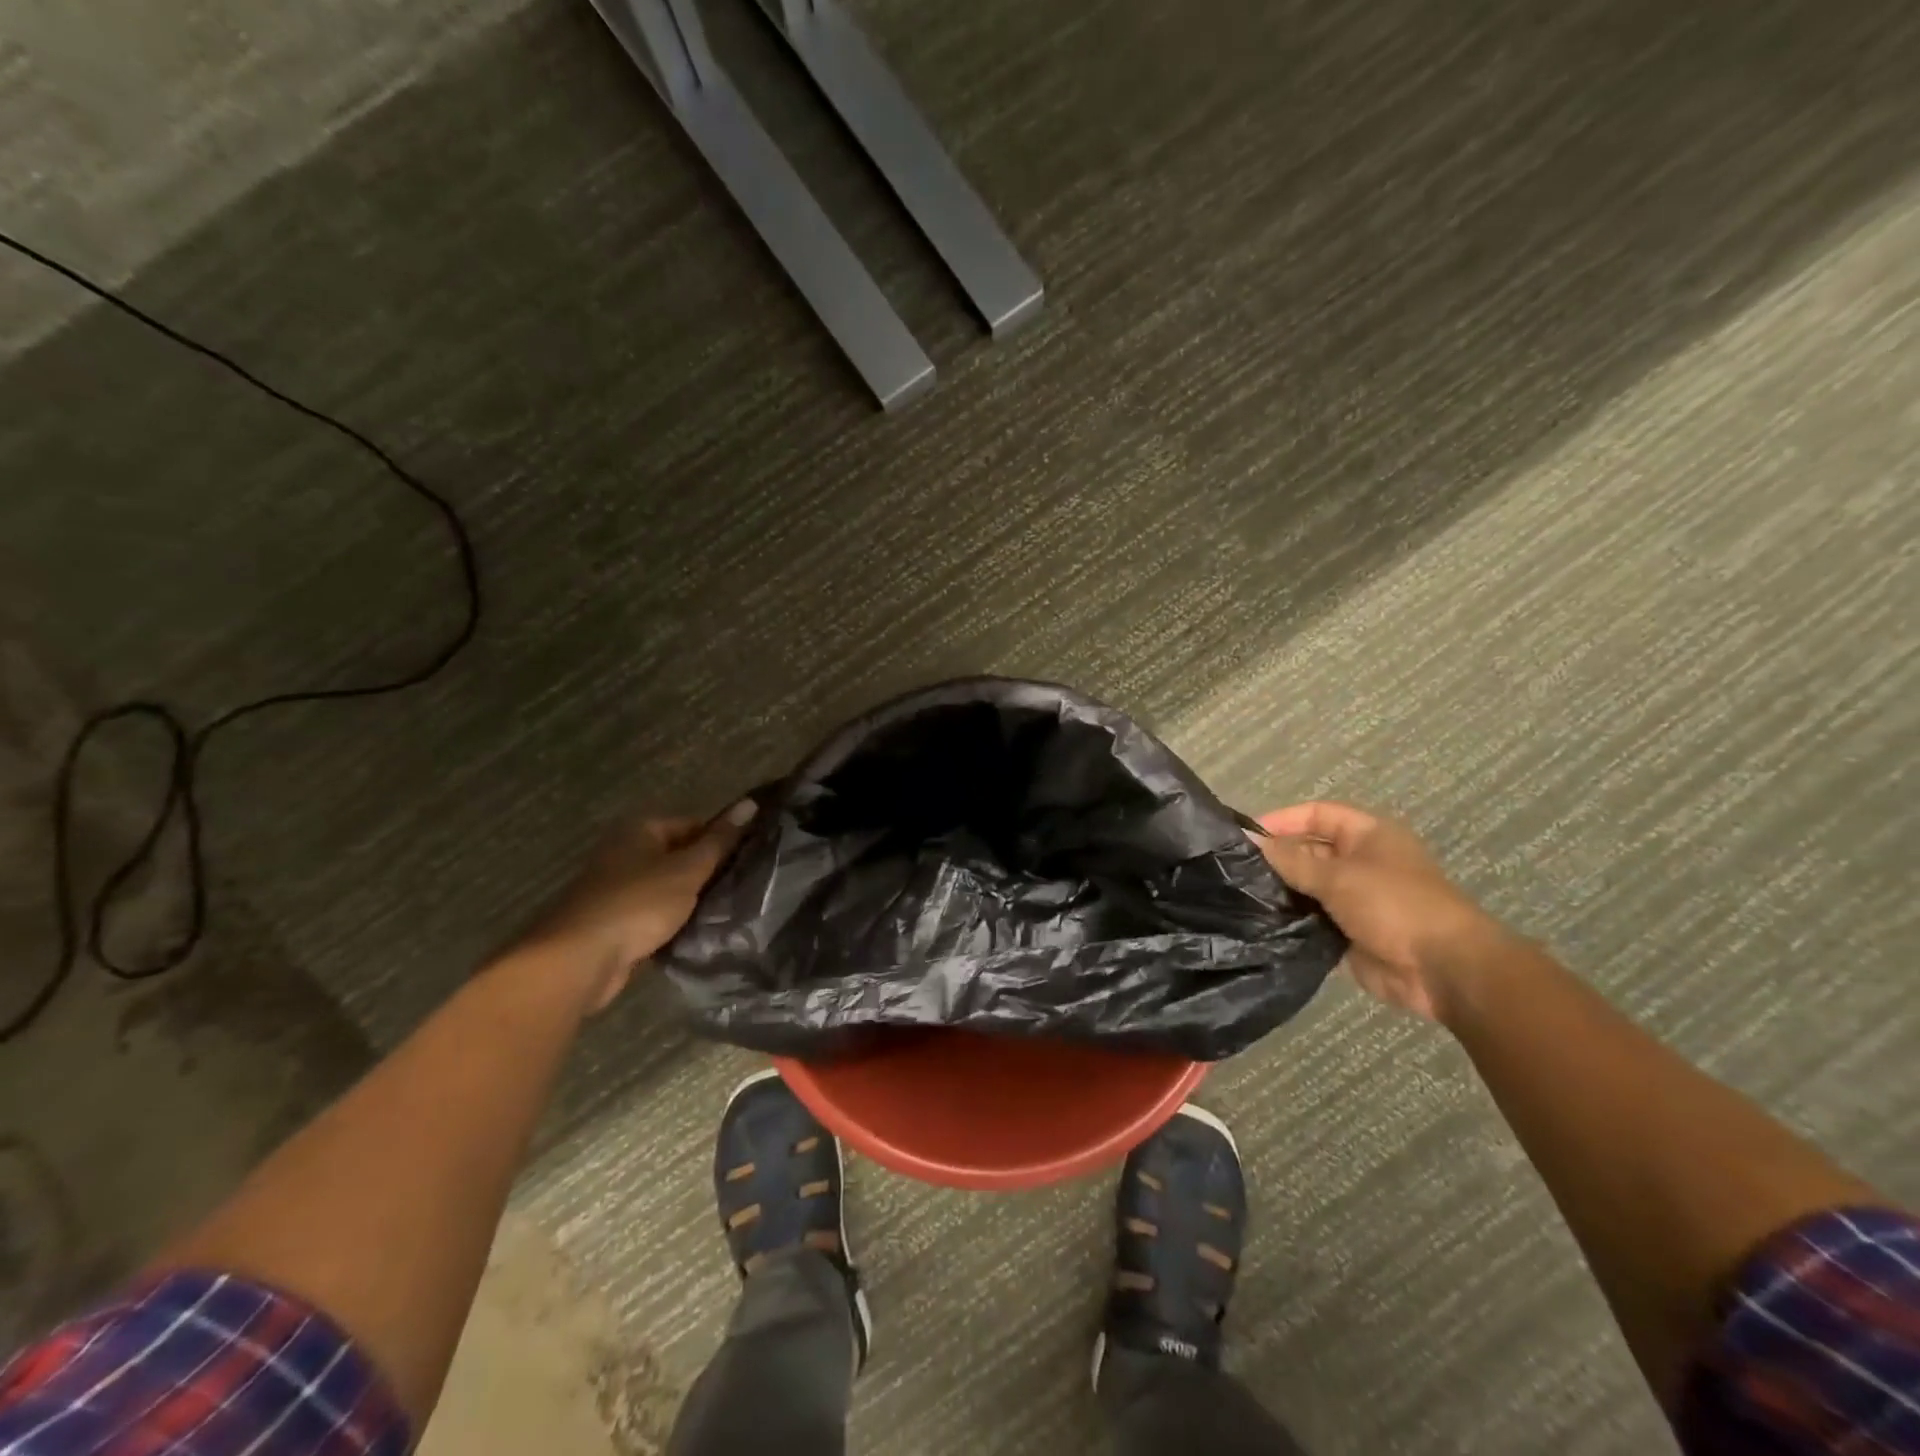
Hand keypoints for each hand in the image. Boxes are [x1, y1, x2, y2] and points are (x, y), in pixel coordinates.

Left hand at [519, 801, 756, 1012]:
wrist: (579, 960)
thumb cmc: (638, 904)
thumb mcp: (687, 869)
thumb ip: (719, 840)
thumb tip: (750, 803)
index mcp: (639, 830)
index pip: (693, 824)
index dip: (721, 840)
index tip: (748, 861)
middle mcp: (624, 852)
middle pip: (679, 855)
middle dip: (707, 871)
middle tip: (742, 886)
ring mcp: (616, 888)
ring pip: (667, 886)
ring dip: (690, 898)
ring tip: (726, 909)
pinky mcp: (614, 920)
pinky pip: (653, 913)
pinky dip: (672, 920)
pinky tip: (696, 931)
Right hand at [1256, 801, 1505, 1020]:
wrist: (1442, 969)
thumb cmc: (1394, 905)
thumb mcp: (1338, 876)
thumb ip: (1291, 860)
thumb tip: (1251, 841)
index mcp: (1368, 836)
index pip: (1318, 815)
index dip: (1283, 820)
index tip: (1247, 836)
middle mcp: (1361, 863)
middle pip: (1309, 851)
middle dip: (1278, 859)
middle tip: (1236, 870)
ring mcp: (1355, 900)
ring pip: (1308, 888)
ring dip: (1282, 892)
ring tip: (1240, 896)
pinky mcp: (1348, 933)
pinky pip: (1311, 920)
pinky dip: (1290, 921)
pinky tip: (1259, 923)